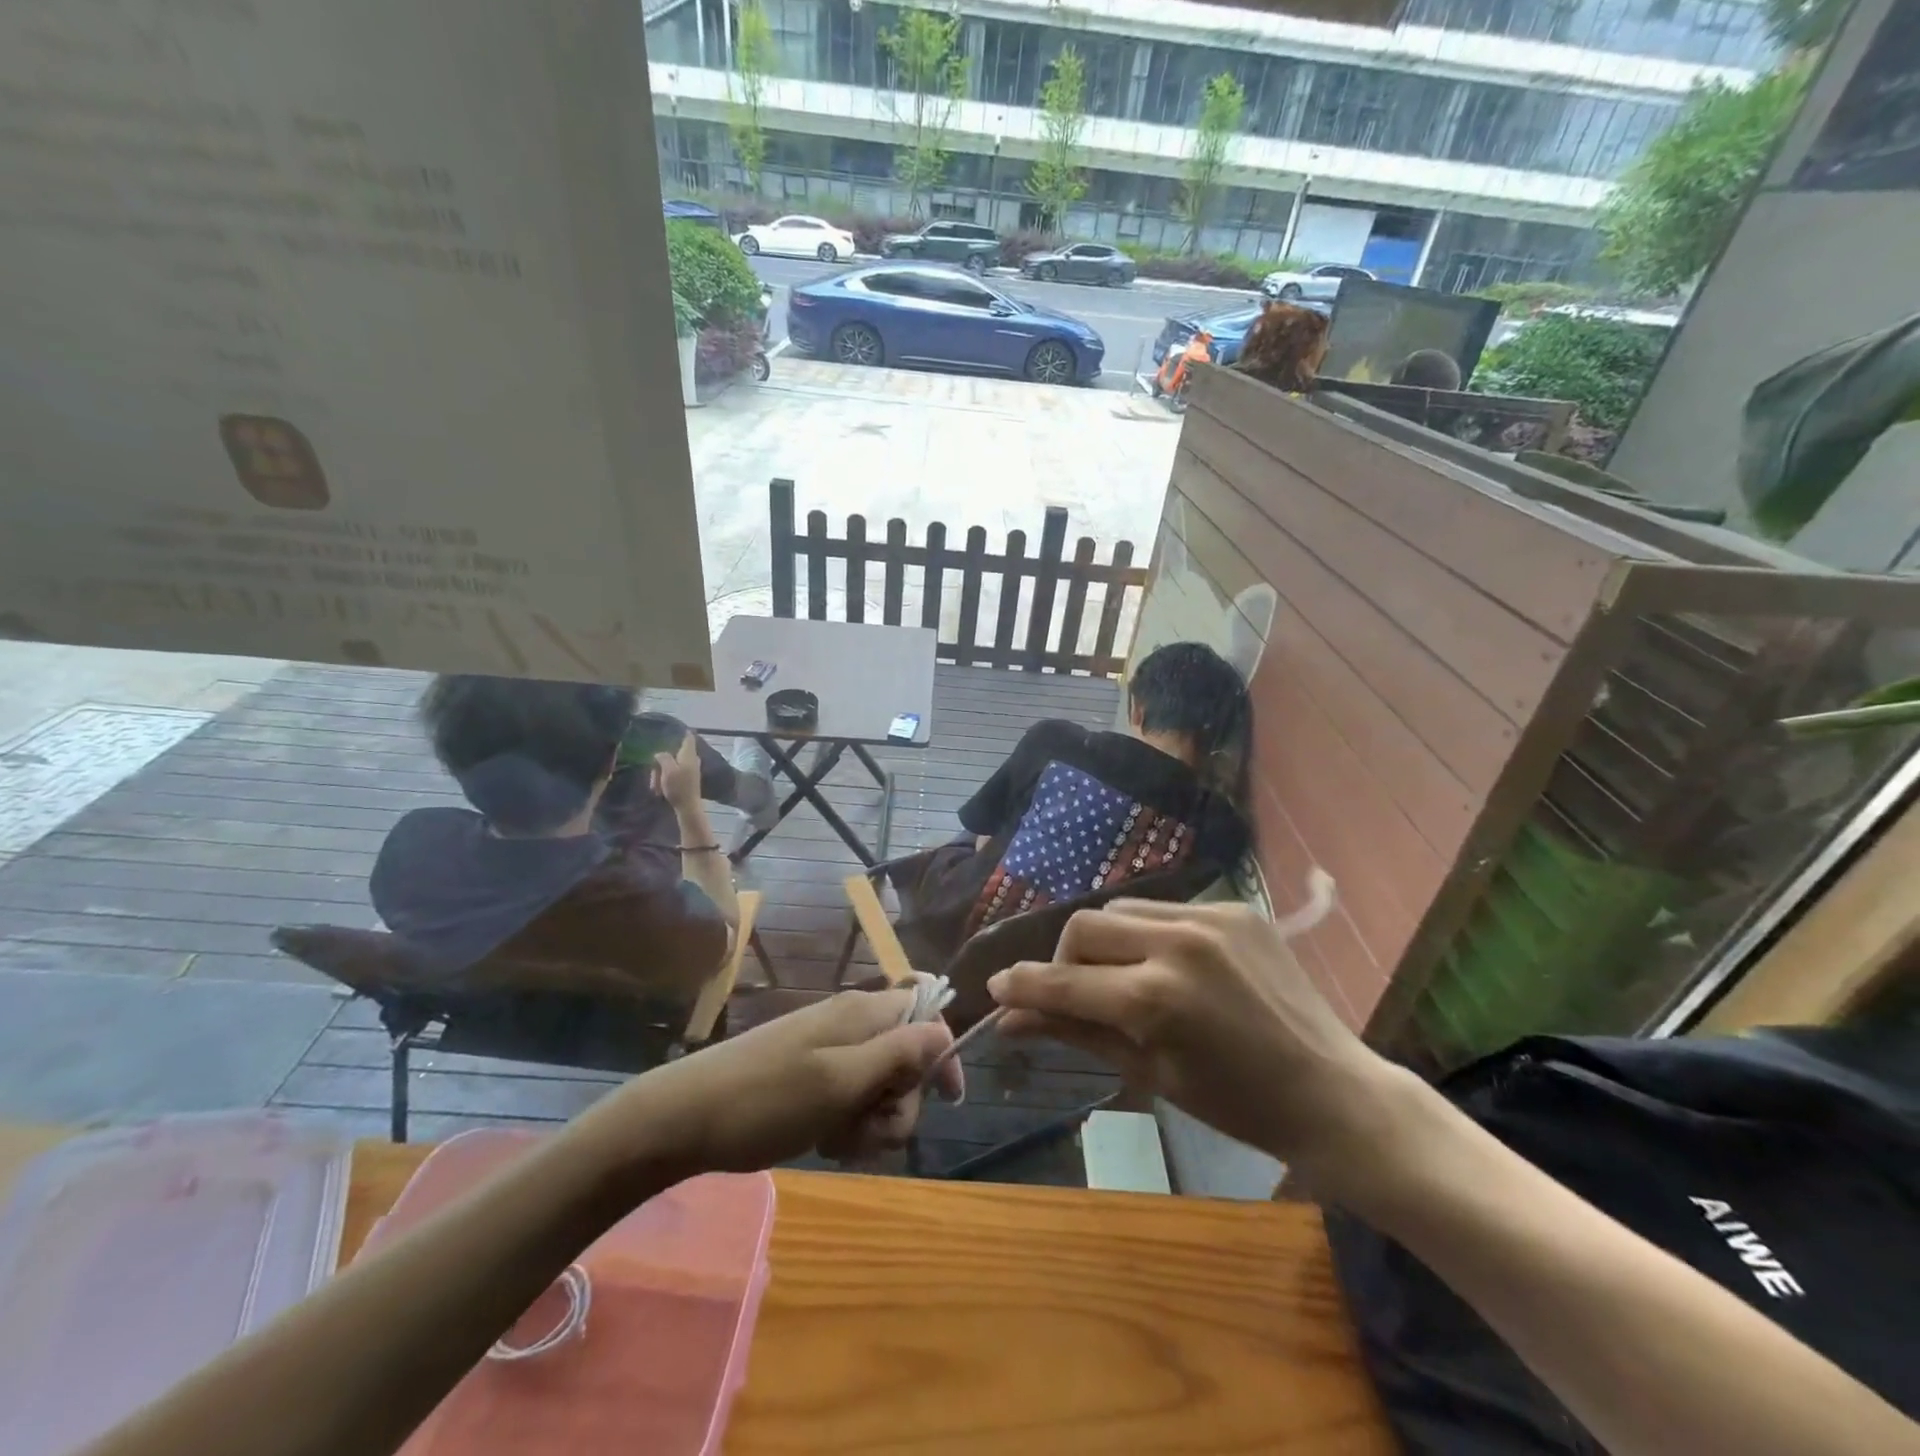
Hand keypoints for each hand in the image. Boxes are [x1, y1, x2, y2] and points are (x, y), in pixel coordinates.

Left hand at [591, 988, 964, 1177]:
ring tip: (839, 1139)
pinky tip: (825, 1141)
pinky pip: (851, 1097)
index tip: (948, 1100)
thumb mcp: (842, 1081)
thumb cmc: (768, 1099)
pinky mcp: (811, 1075)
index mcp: (863, 1013)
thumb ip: (899, 1053)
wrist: (686, 1117)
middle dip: (900, 1102)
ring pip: (881, 1084)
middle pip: (907, 1058)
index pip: (927, 1011)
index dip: (944, 1052)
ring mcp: (829, 1049)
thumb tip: (945, 1030)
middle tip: (867, 1126)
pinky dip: (848, 1123)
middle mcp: (852, 1023)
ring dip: (872, 1120)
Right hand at [651, 733, 701, 812]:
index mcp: (689, 754)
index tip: (669, 730)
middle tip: (654, 773)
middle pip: (673, 753)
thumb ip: (664, 757)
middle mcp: (692, 759)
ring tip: (656, 786)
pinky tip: (660, 790)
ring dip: (661, 774)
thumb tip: (660, 753)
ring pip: (671, 766)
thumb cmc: (678, 787)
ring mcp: (690, 769)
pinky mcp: (687, 779)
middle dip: (661, 762)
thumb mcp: (668, 770)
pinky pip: (673, 775)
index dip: (680, 731)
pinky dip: (666, 781)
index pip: (687, 736)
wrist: (688, 807)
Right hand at [987, 901, 1410, 1192]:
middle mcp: (1178, 943)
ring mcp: (1210, 917)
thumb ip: (1075, 1033)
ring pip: (1121, 911)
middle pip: (1084, 927)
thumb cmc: (1236, 1104)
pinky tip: (1169, 965)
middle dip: (1064, 960)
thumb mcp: (1148, 1073)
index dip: (1023, 986)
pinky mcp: (1235, 906)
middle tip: (1073, 992)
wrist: (1332, 1090)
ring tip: (1122, 977)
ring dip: (1105, 942)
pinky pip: (1165, 909)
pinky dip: (1149, 935)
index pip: (1065, 982)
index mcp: (1156, 999)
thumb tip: (1010, 1020)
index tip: (995, 988)